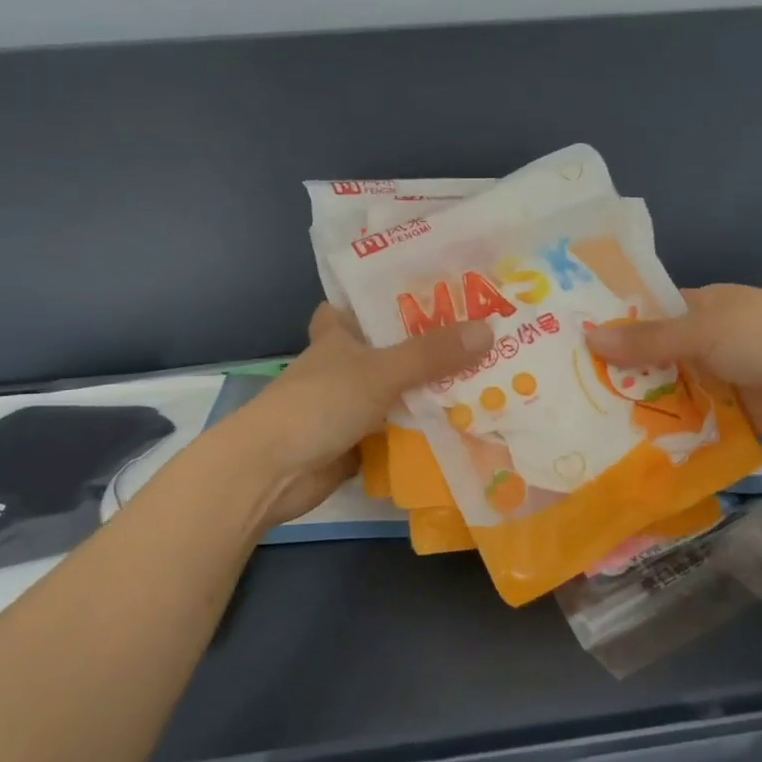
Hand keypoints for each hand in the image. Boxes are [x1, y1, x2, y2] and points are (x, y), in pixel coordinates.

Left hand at [236, 304, 493, 524]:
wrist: (272, 472)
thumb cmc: (319, 404)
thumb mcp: (380, 372)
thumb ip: (432, 354)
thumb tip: (489, 330)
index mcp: (340, 335)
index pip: (360, 303)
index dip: (389, 295)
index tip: (434, 289)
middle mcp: (346, 365)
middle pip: (394, 348)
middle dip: (432, 345)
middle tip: (484, 334)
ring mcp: (352, 405)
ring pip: (401, 390)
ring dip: (434, 390)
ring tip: (490, 376)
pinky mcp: (359, 440)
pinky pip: (401, 428)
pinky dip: (426, 428)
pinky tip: (466, 423)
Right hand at [584, 284, 761, 441]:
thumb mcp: (701, 331)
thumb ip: (647, 340)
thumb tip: (589, 338)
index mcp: (703, 308)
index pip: (650, 314)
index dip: (616, 327)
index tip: (573, 345)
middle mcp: (708, 342)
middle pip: (657, 357)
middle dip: (622, 374)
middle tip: (570, 394)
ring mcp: (721, 380)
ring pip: (672, 393)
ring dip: (643, 407)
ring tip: (588, 425)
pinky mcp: (733, 416)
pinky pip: (693, 423)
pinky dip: (669, 434)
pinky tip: (630, 448)